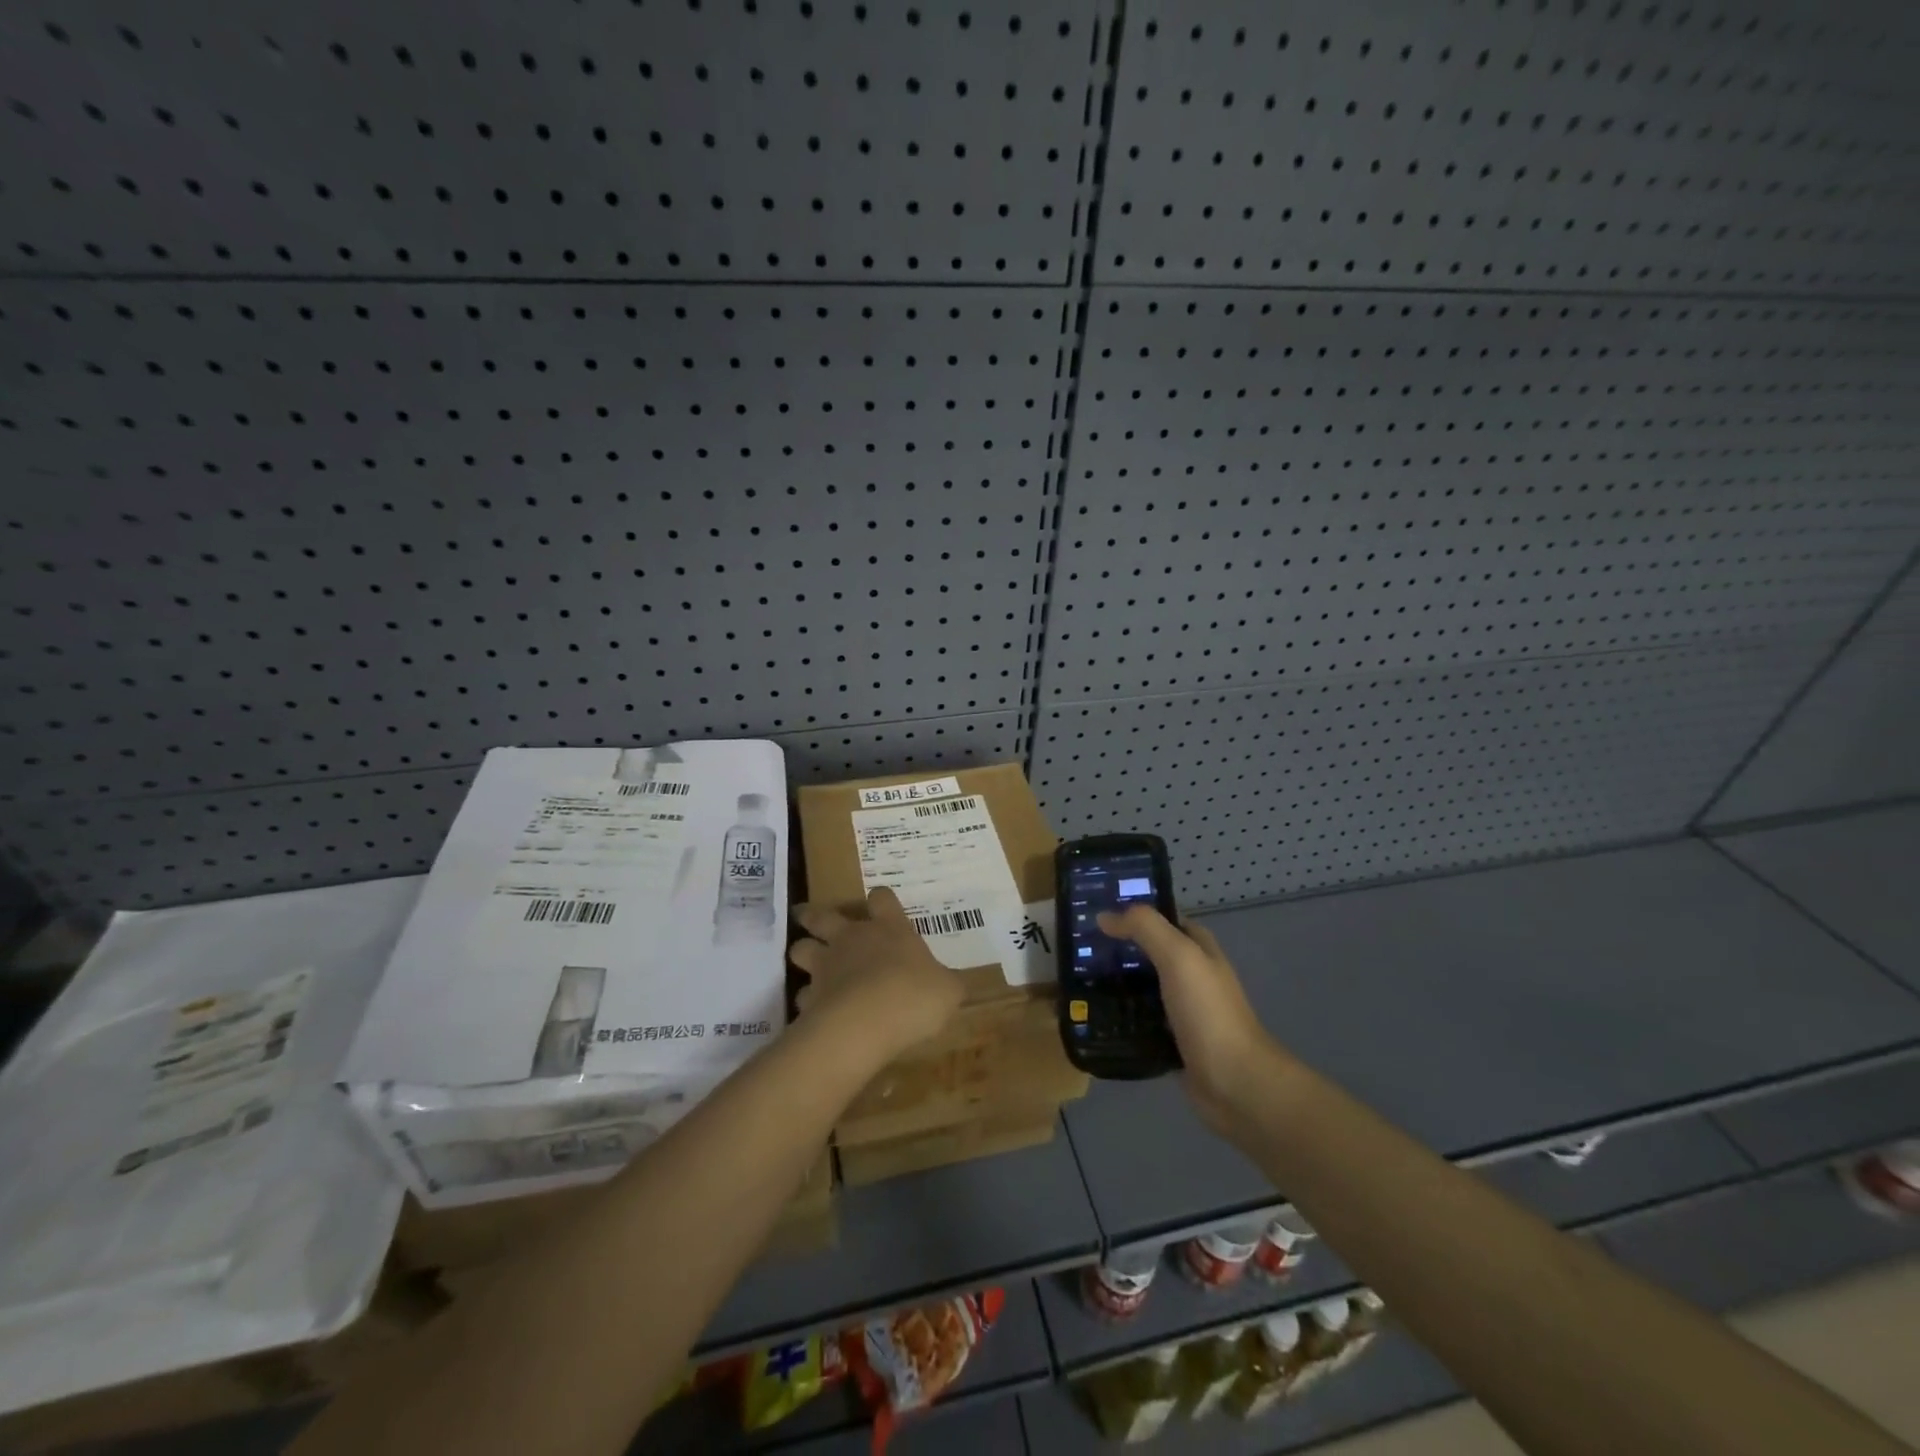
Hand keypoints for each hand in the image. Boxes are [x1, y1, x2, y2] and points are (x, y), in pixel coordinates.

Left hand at [790, 888, 962, 1063]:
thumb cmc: (914, 996)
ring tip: (805, 961)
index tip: (881, 903)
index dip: (882, 900)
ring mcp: (826, 966)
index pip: (882, 899)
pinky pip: (802, 995)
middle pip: (823, 916)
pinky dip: (806, 1000)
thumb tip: (949, 984)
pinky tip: (813, 1010)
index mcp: (890, 930)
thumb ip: (945, 983)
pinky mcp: (809, 997)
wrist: (866, 1023)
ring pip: (801, 949)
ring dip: (802, 952)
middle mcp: (853, 939)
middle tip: (807, 916)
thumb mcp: (947, 991)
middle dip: (814, 915)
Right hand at [1096, 905, 1278, 1132]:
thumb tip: (1105, 915)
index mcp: (1199, 948)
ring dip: (1115, 982)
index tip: (1095, 911)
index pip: (1162, 918)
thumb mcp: (1179, 956)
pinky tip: (1094, 1014)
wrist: (1235, 1082)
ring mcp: (1182, 1008)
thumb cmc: (1208, 1012)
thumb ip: (1145, 928)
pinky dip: (1120, 1015)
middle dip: (1117, 948)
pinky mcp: (1172, 1039)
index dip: (1132, 911)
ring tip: (1076, 978)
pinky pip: (1140, 1019)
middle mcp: (1192, 974)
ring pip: (1141, 986)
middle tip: (1077, 947)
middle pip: (1148, 952)